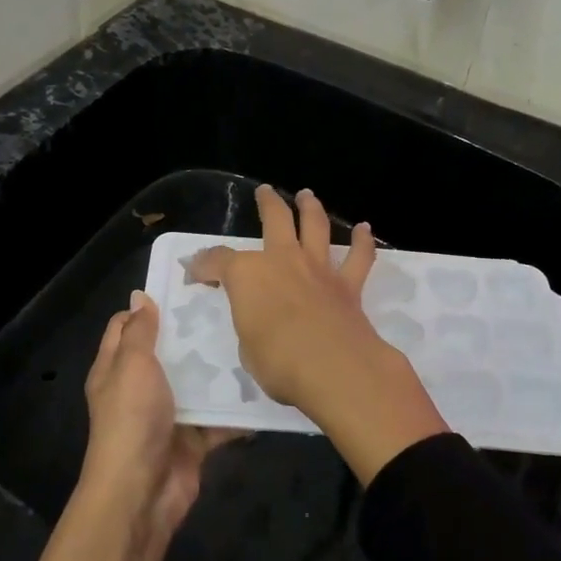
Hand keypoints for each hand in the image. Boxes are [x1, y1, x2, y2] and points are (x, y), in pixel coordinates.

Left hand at [79, 291, 240, 537]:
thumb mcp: (131, 365)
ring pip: (196, 382)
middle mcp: (140, 388)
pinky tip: (263, 384)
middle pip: (167, 352)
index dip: (150, 306)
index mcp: (116, 368)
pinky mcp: (193, 438)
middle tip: (230, 306)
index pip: (127, 326)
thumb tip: (139, 296)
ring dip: (219, 367)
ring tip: (252, 337)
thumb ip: (138, 332)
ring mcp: (168, 414)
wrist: (142, 492)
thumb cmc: (132, 419)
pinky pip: (218, 416)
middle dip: (193, 332)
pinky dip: (237, 407)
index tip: (185, 287)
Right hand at [187, 186, 446, 483]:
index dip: (203, 266)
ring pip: (315, 226)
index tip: (195, 274)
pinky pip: (358, 257)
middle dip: (267, 203)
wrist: (334, 368)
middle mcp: (282, 260)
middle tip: (265, 192)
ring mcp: (317, 269)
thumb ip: (250, 325)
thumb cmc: (278, 362)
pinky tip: (365, 229)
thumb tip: (258, 320)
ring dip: (310, 208)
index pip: (218, 261)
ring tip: (307, 196)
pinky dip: (363, 242)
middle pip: (275, 219)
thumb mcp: (246, 347)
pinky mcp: (348, 285)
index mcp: (247, 275)